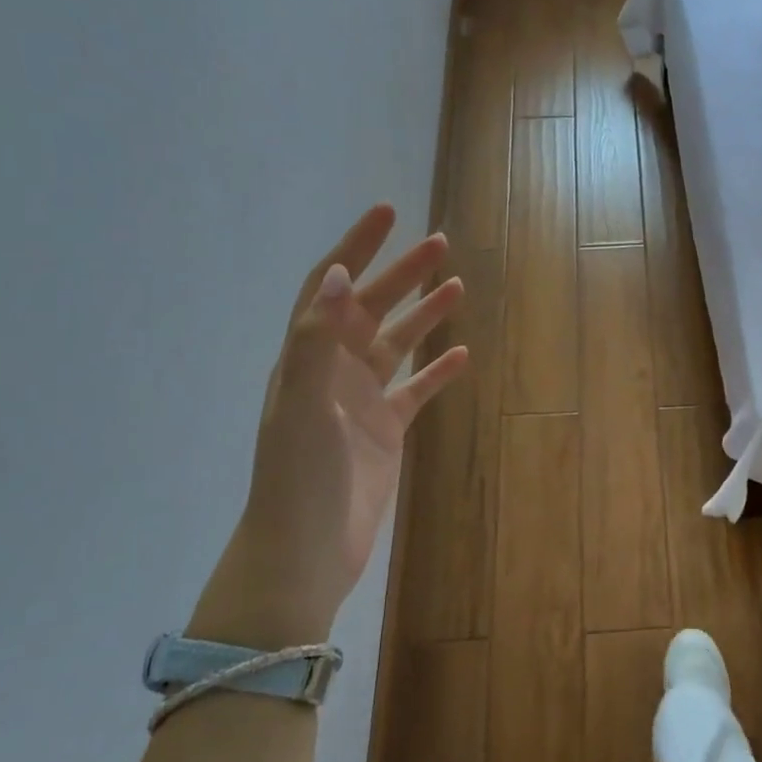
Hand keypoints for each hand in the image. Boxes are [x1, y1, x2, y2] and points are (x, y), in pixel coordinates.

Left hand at [193, 205, 467, 647]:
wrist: (306, 549)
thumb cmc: (299, 475)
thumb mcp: (302, 403)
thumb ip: (316, 340)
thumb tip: (333, 274)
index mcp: (307, 356)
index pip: (329, 287)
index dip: (355, 247)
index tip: (387, 213)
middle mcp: (332, 371)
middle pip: (370, 307)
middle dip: (401, 273)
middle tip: (440, 243)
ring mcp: (361, 401)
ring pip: (396, 345)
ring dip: (424, 315)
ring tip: (457, 286)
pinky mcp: (385, 430)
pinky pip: (415, 390)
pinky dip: (437, 371)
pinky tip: (462, 355)